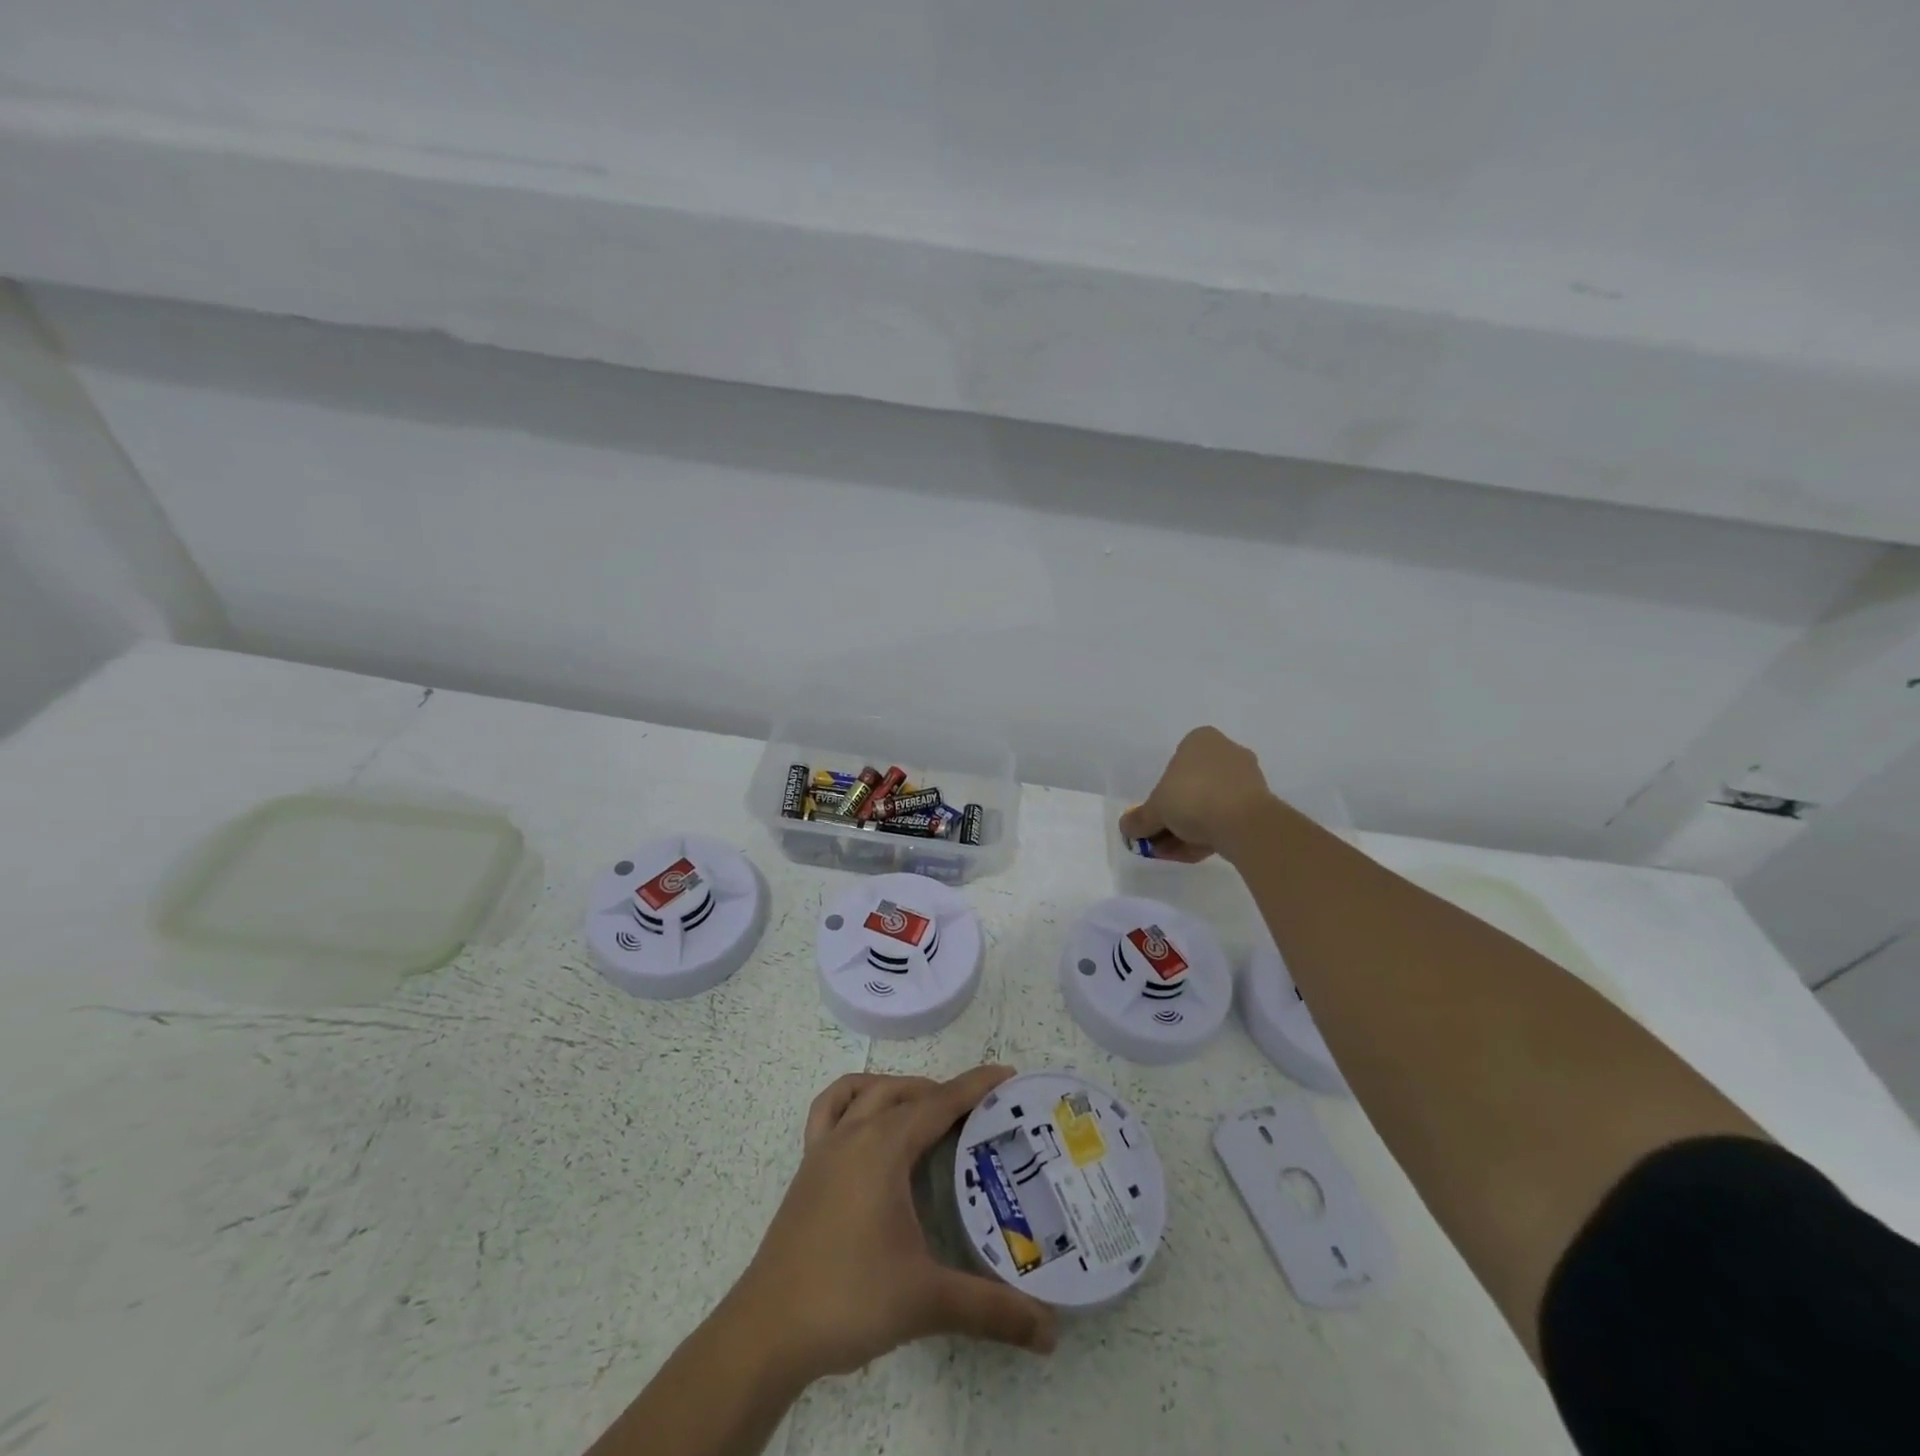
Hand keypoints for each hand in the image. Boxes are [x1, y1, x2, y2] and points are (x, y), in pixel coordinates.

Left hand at [726, 1066, 1056, 1385]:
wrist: (767, 1330)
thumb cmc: (849, 1299)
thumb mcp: (927, 1300)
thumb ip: (991, 1310)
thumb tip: (1051, 1333)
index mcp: (884, 1146)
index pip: (940, 1103)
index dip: (976, 1086)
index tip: (1007, 1074)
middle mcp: (854, 1133)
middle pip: (905, 1092)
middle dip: (943, 1092)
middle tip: (978, 1113)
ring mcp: (824, 1148)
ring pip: (866, 1092)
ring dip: (899, 1090)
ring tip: (926, 1112)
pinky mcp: (807, 1168)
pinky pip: (828, 1110)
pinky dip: (852, 1100)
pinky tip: (865, 1123)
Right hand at [1117, 726, 1278, 862]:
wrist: (1244, 823)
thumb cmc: (1193, 799)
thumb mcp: (1154, 810)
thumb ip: (1139, 819)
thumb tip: (1126, 827)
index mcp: (1201, 740)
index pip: (1174, 765)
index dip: (1161, 796)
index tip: (1155, 819)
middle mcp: (1226, 751)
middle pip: (1191, 787)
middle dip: (1176, 816)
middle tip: (1162, 840)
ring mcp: (1247, 777)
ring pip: (1210, 804)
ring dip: (1191, 829)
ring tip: (1178, 853)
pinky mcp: (1261, 802)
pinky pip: (1228, 817)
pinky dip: (1212, 833)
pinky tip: (1199, 853)